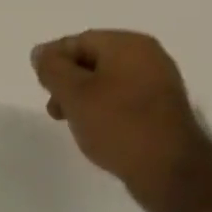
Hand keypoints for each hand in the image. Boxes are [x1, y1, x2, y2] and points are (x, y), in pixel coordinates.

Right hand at [32, 30, 211, 211]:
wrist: (170, 171)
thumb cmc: (118, 124)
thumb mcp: (74, 94)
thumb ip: (52, 68)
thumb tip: (41, 53)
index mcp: (129, 45)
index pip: (79, 41)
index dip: (54, 61)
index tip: (41, 87)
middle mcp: (148, 57)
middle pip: (93, 60)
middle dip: (68, 82)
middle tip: (55, 109)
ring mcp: (159, 84)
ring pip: (107, 82)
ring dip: (83, 98)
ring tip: (73, 123)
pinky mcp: (162, 110)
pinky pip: (123, 99)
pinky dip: (104, 109)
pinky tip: (97, 130)